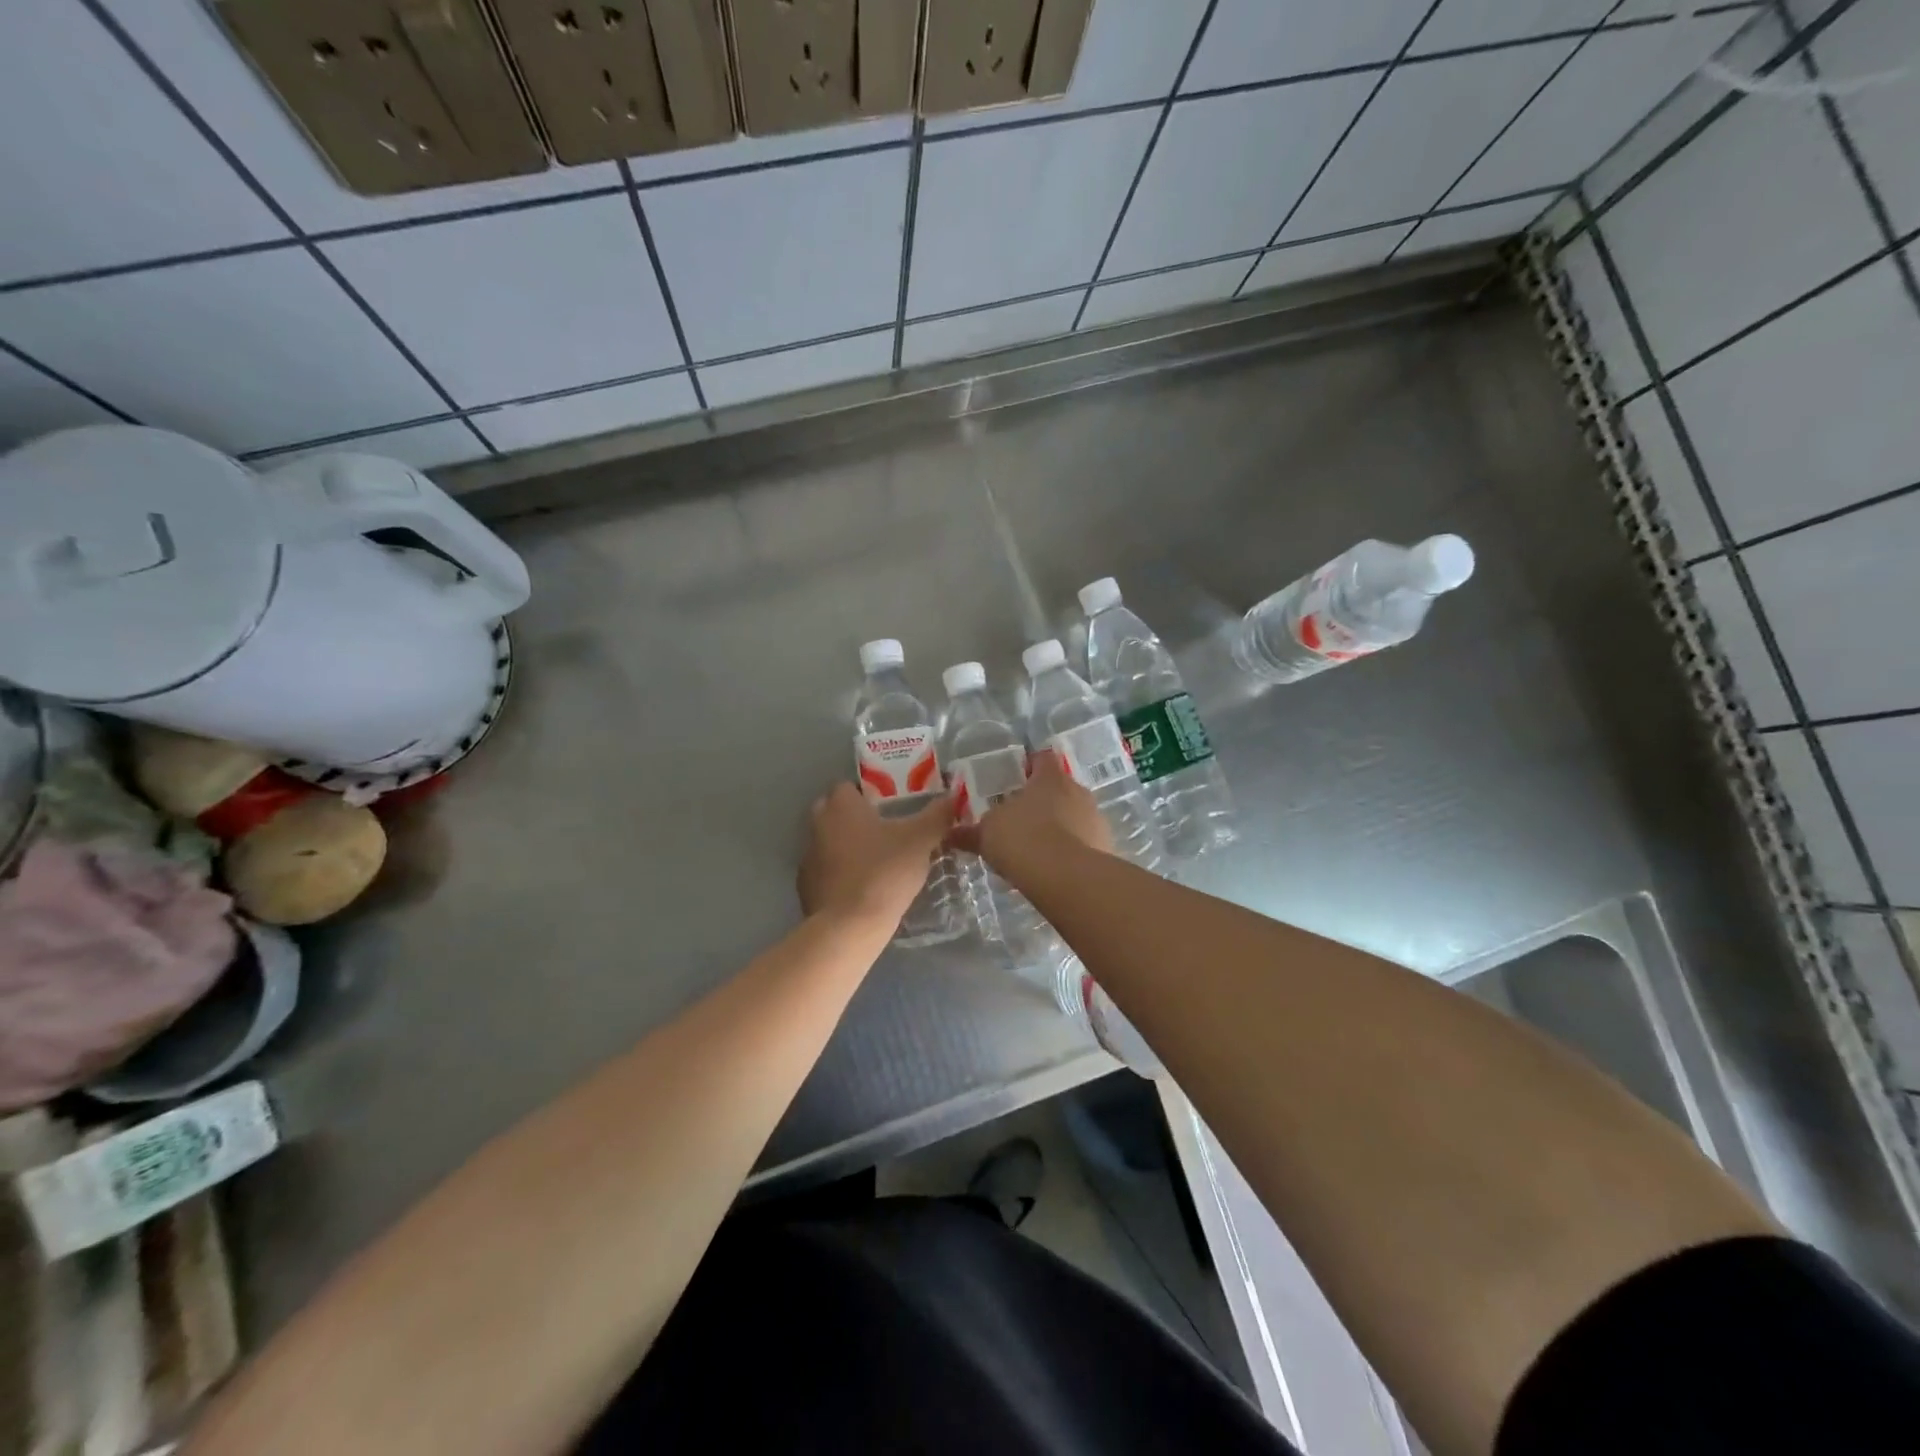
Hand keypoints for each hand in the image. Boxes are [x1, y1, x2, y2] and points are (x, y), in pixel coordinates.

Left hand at [798, 784, 952, 928]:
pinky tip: (861, 885)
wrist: (849, 926)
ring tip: (876, 859)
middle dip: (856, 817)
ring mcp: (808, 856)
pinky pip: (825, 869)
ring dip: (847, 845)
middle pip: (835, 811)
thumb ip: (937, 816)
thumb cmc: (884, 872)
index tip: (890, 806)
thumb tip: (952, 798)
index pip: (848, 785)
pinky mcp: (805, 885)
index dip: (869, 793)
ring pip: (828, 840)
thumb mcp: (921, 840)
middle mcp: (818, 823)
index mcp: (841, 805)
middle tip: (885, 830)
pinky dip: (840, 872)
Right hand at [948, 752, 1111, 869]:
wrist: (1066, 878)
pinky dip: (1072, 849)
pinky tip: (1056, 867)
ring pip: (1076, 815)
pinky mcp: (1107, 846)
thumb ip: (970, 832)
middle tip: (1023, 818)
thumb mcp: (987, 834)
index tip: (1017, 777)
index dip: (1029, 765)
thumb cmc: (1022, 839)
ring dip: (1061, 826)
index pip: (1041, 758)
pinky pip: (1085, 842)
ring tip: (1039, 847)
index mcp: (1049, 778)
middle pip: (1060, 788)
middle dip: (1044, 801)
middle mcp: (1077, 791)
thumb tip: (950, 833)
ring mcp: (1096, 819)